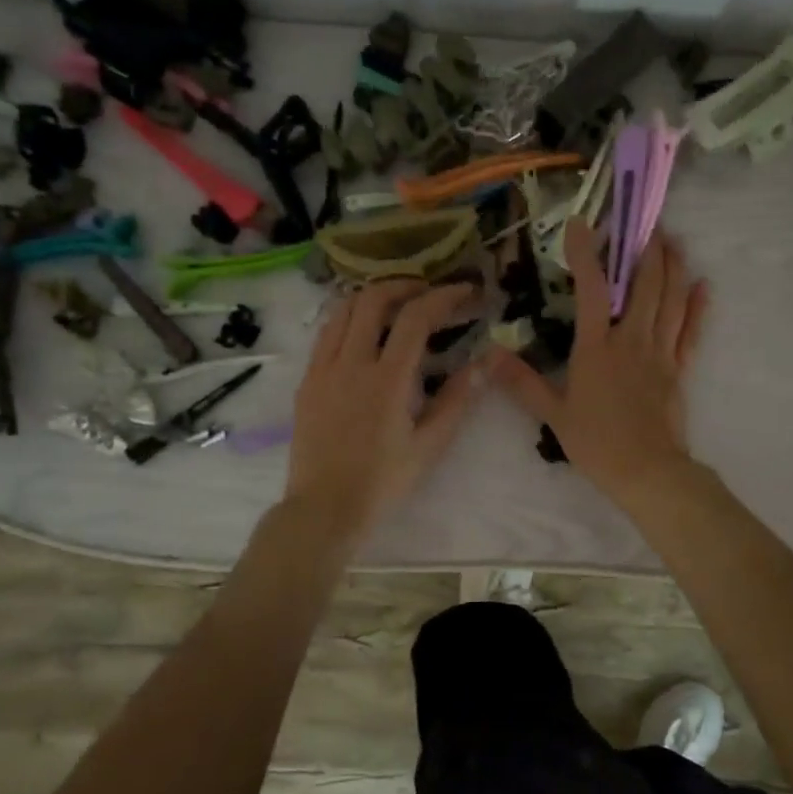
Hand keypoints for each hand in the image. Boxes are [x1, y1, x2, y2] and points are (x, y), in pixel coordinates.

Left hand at [284, 280, 484, 540]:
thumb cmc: (383, 481)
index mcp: (387, 380)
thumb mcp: (430, 445)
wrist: (325, 508)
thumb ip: (457, 399)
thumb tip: (486, 362)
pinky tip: (363, 334)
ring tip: (395, 305)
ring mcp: (323, 369)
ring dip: (371, 297)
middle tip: (427, 292)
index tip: (464, 291)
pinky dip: (348, 319)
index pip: (416, 317)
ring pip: (342, 310)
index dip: (443, 296)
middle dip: (404, 285)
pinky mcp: (307, 381)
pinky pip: (326, 334)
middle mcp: (351, 363)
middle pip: (372, 299)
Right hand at [491, 220, 708, 504]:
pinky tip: (704, 285)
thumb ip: (522, 381)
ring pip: (670, 300)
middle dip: (646, 249)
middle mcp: (631, 340)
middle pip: (644, 284)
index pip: (590, 290)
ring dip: (673, 267)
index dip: (585, 254)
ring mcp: (659, 353)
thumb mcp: (552, 414)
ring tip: (673, 240)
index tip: (581, 223)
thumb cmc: (597, 443)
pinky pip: (691, 331)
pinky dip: (698, 307)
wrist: (647, 471)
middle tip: (646, 221)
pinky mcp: (679, 369)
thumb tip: (489, 354)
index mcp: (596, 347)